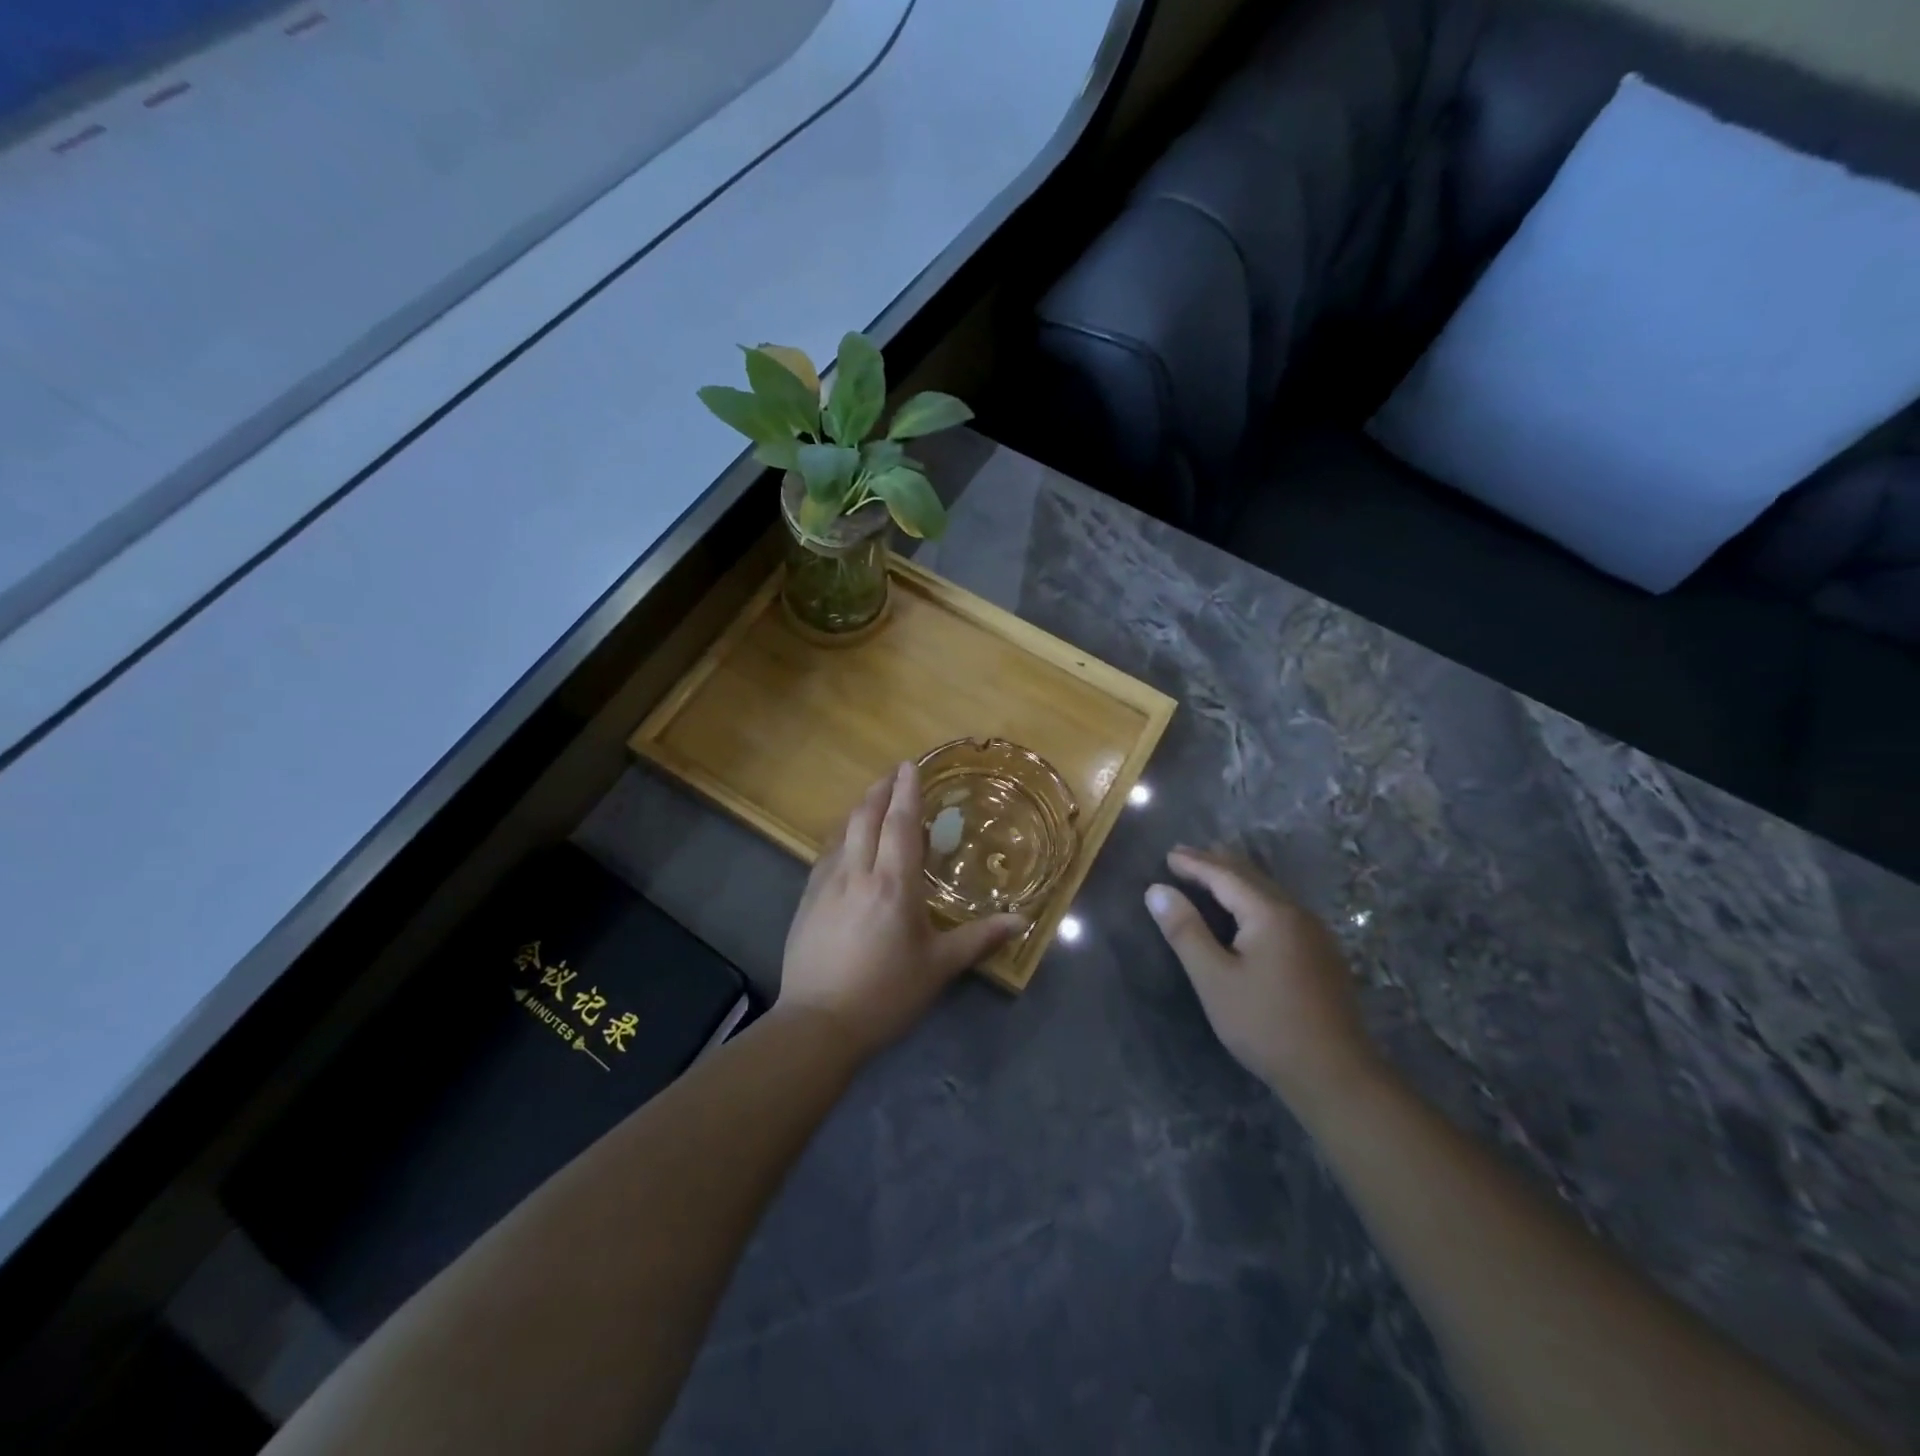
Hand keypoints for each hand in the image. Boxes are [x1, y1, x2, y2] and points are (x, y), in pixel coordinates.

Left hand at [779, 762, 1023, 1056]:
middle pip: (865, 817)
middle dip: (880, 790)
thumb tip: (1021, 921)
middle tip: (894, 775)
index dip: (907, 792)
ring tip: (873, 802)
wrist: (818, 1024)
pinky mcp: (806, 901)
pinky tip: (845, 845)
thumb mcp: (938, 967)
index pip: (900, 824)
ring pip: (842, 832)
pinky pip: (826, 855)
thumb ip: (979, 939)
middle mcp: (857, 873)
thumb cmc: (886, 994)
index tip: (910, 765)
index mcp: (893, 884)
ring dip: (859, 810)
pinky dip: (841, 837)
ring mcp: (825, 885)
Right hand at [1146, 847, 1381, 1112]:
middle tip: (1184, 856)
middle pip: (1251, 877)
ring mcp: (1314, 934)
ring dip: (1236, 880)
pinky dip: (1253, 898)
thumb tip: (1157, 890)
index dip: (1194, 864)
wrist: (1335, 1075)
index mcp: (1270, 913)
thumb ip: (1185, 931)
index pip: (1225, 875)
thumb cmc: (1265, 1025)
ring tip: (1210, 875)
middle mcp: (1296, 913)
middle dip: (1216, 864)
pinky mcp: (1321, 954)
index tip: (1168, 855)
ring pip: (1268, 892)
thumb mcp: (1214, 979)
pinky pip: (1280, 909)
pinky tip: (1246, 911)